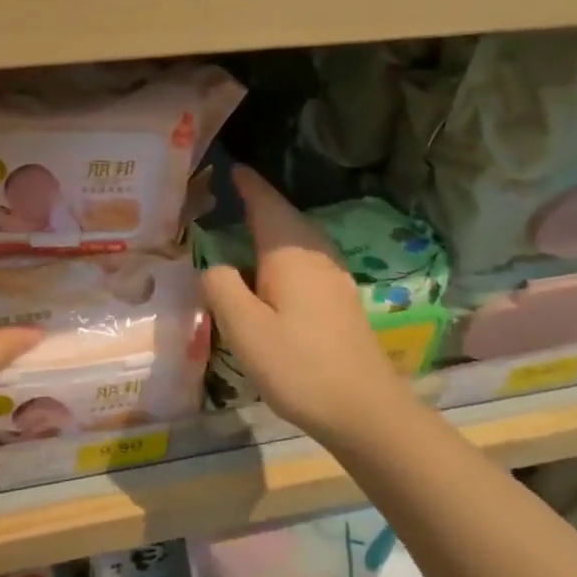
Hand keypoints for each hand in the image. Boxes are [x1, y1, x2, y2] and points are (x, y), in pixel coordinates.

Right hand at [199, 167, 412, 446]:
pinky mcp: (341, 301)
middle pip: (286, 218)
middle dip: (260, 203)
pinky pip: (307, 260)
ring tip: (246, 228)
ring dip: (274, 227)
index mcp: (290, 255)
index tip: (232, 167)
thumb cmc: (299, 365)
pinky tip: (274, 271)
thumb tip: (212, 264)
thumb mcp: (244, 328)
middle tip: (231, 196)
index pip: (266, 204)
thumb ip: (221, 286)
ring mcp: (335, 278)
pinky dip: (285, 252)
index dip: (249, 185)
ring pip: (299, 239)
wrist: (364, 410)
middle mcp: (316, 257)